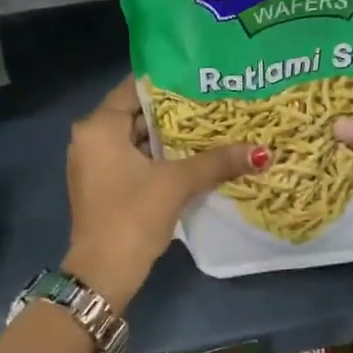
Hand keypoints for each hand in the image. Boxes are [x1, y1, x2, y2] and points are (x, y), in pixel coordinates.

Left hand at [63, 77, 263, 309]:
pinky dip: (159, 158)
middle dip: (175, 113)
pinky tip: (192, 159)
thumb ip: (217, 162)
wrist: (103, 273)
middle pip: (137, 114)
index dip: (170, 82)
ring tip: (210, 128)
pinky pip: (133, 159)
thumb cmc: (133, 216)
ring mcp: (94, 164)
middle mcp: (90, 138)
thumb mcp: (177, 184)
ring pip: (137, 139)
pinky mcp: (102, 185)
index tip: (202, 79)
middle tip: (214, 103)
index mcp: (98, 127)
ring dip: (169, 138)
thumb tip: (262, 152)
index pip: (135, 88)